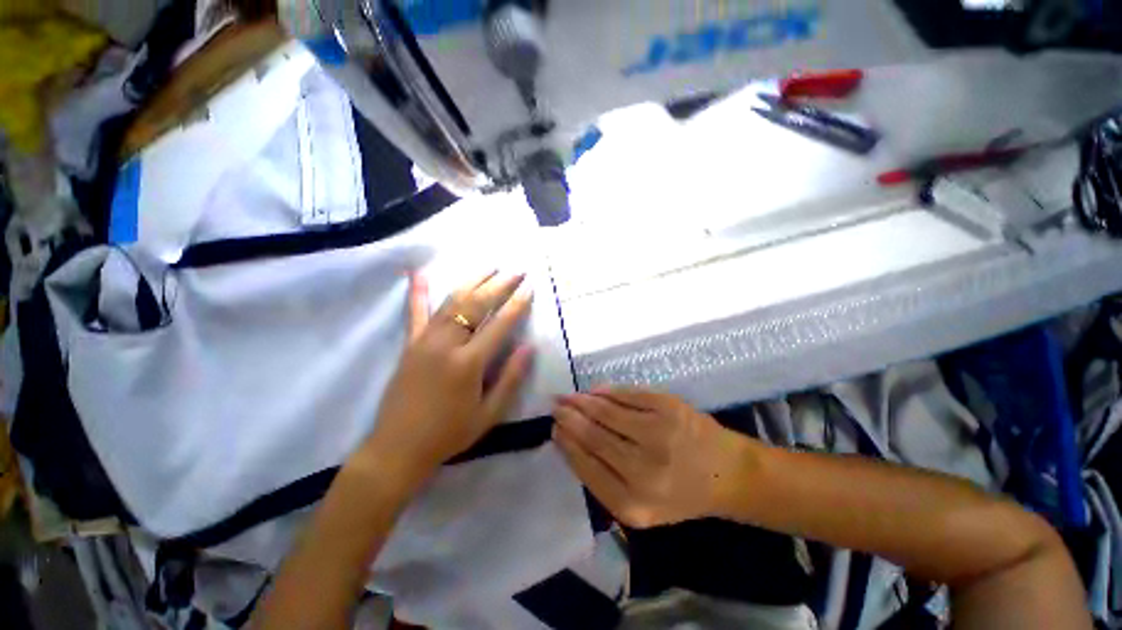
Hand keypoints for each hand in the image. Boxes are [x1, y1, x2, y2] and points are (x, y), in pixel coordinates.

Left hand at [357, 271, 533, 491]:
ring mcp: (424, 341)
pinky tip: (418, 273)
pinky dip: (417, 292)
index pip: (499, 325)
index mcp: (468, 364)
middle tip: (516, 271)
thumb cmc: (449, 434)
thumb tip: (529, 347)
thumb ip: (510, 378)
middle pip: (476, 305)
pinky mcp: (409, 344)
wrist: (398, 448)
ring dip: (473, 281)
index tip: (529, 288)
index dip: (517, 305)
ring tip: (490, 267)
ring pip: (451, 301)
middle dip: (499, 285)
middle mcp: (446, 344)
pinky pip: (415, 312)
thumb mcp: (489, 414)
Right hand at [552, 389, 754, 527]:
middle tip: (556, 406)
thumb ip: (603, 479)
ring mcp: (658, 433)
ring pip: (607, 412)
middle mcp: (645, 469)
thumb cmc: (680, 494)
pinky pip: (627, 395)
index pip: (586, 466)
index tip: (554, 429)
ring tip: (569, 397)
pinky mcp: (669, 407)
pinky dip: (607, 391)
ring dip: (583, 402)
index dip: (567, 444)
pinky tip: (595, 391)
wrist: (727, 473)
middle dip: (570, 418)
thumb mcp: (640, 507)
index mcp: (633, 504)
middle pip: (594, 436)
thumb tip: (570, 441)